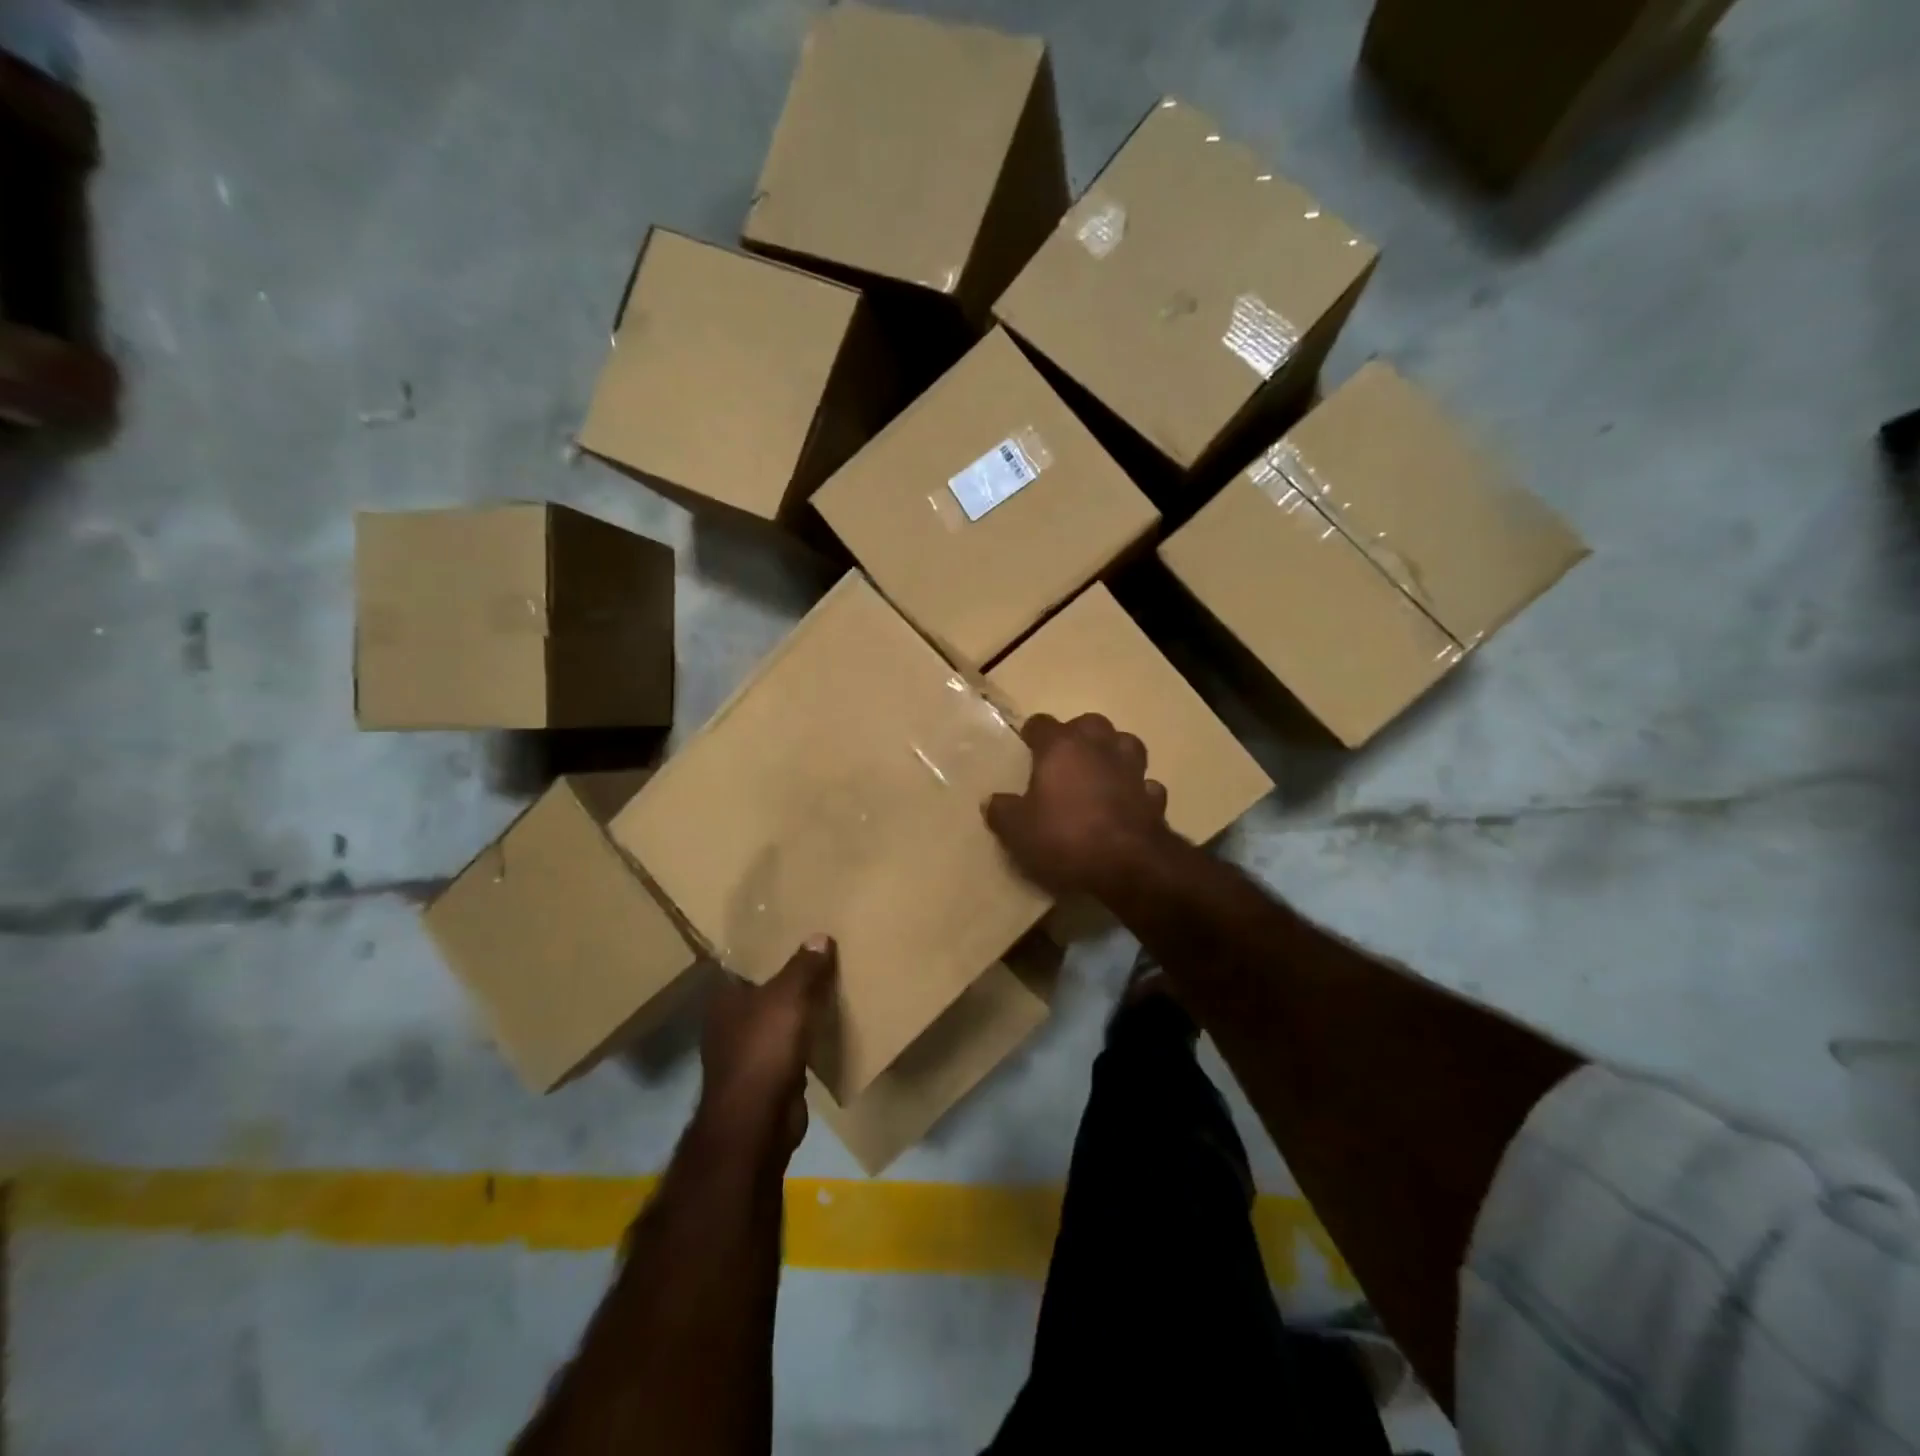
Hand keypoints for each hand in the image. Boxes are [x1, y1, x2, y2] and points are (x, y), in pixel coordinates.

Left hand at [695, 936, 836, 1158]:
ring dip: (799, 1007)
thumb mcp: (788, 997)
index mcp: (724, 998)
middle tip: (822, 952)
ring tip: (831, 983)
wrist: (757, 1123)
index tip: (795, 929)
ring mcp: (747, 1051)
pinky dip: (806, 1036)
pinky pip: (791, 1045)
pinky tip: (828, 1025)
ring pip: (778, 1018)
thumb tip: (819, 936)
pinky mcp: (767, 1076)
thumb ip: (804, 966)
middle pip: (763, 989)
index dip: (767, 946)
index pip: (743, 962)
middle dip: (789, 975)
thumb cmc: (764, 1050)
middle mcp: (730, 1022)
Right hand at [985, 713, 1170, 897]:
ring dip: (1113, 753)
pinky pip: (1144, 784)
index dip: (1032, 734)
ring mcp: (1132, 769)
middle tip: (1063, 760)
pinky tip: (1127, 804)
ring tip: (1100, 773)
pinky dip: (1136, 790)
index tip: (1025, 748)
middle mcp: (1099, 747)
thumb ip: (1002, 812)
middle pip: (1089, 724)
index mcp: (1061, 747)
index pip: (1042, 724)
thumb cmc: (1064, 837)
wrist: (1128, 865)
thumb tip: (992, 802)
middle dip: (1077, 736)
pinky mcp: (1154, 797)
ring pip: (1125, 744)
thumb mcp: (1017, 831)